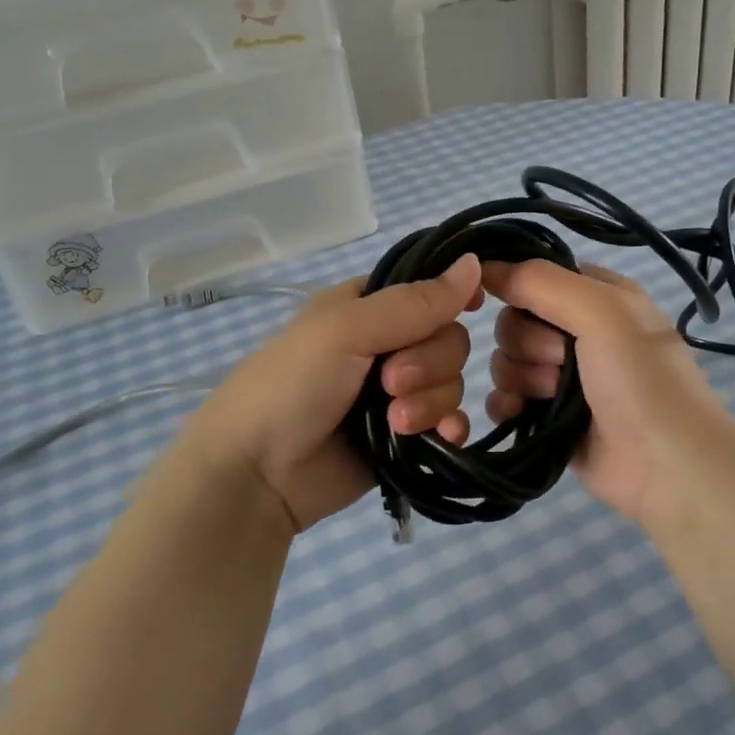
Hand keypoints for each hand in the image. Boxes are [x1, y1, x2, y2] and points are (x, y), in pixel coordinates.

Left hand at [180, 256, 484, 532]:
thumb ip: (414, 302)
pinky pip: (450, 421)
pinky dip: (450, 427)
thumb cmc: (293, 384)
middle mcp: (387, 345)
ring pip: (451, 382)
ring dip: (430, 401)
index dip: (452, 298)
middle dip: (428, 363)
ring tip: (394, 422)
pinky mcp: (405, 435)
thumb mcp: (348, 330)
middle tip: (388, 383)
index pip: (429, 290)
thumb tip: (475, 262)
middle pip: (448, 339)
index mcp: (369, 307)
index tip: (471, 307)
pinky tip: (442, 437)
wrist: (258, 473)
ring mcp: (397, 393)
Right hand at [483, 259, 734, 523]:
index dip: (520, 288)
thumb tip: (485, 267)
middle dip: (528, 342)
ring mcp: (562, 377)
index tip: (513, 303)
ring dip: (522, 375)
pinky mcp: (547, 417)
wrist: (665, 465)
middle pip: (516, 320)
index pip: (538, 277)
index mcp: (599, 297)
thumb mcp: (602, 311)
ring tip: (552, 395)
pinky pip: (504, 397)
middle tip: (562, 361)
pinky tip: (519, 412)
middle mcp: (579, 332)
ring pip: (507, 359)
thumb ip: (541, 281)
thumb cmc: (640, 378)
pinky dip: (505, 403)